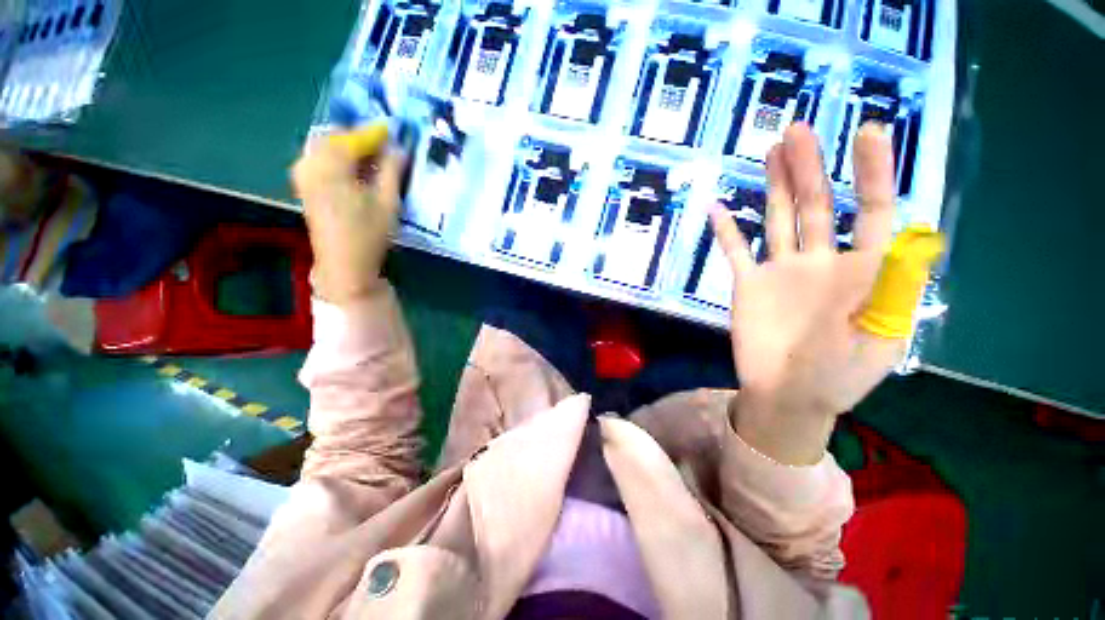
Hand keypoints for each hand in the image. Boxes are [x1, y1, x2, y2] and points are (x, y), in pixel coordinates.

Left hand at [292, 125, 404, 304]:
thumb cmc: (369, 234)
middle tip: (384, 150)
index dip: (375, 133)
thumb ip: (392, 171)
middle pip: (334, 136)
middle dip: (359, 139)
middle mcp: (310, 164)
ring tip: (373, 162)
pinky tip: (355, 173)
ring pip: (325, 147)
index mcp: (330, 166)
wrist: (344, 265)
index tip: (394, 132)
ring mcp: (303, 175)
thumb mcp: (388, 202)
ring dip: (349, 149)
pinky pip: (319, 159)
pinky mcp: (304, 186)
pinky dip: (338, 159)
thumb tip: (399, 148)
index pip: (353, 137)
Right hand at [711, 123, 904, 464]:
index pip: (874, 212)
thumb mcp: (880, 339)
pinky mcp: (747, 284)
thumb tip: (911, 238)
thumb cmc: (838, 376)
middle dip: (812, 166)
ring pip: (779, 219)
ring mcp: (780, 271)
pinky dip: (726, 231)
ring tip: (772, 150)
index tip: (869, 132)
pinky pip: (735, 251)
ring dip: (776, 186)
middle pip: (819, 205)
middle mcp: (820, 262)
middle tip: (800, 129)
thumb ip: (893, 289)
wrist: (787, 396)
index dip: (874, 173)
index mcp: (860, 272)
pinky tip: (716, 207)